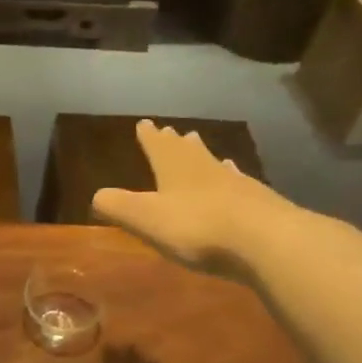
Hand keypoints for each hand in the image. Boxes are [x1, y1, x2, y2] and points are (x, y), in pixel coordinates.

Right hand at [92, 120, 311, 275]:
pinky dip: (229, 177)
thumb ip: (118, 206)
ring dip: (202, 154)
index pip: (157, 145)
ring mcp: (235, 182)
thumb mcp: (145, 218)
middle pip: (186, 150)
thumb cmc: (196, 227)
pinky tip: (234, 177)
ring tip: (198, 144)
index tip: (144, 122)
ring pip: (213, 162)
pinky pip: (237, 182)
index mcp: (174, 168)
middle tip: (171, 130)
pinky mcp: (258, 201)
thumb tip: (96, 195)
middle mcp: (204, 167)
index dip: (148, 136)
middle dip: (174, 141)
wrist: (265, 239)